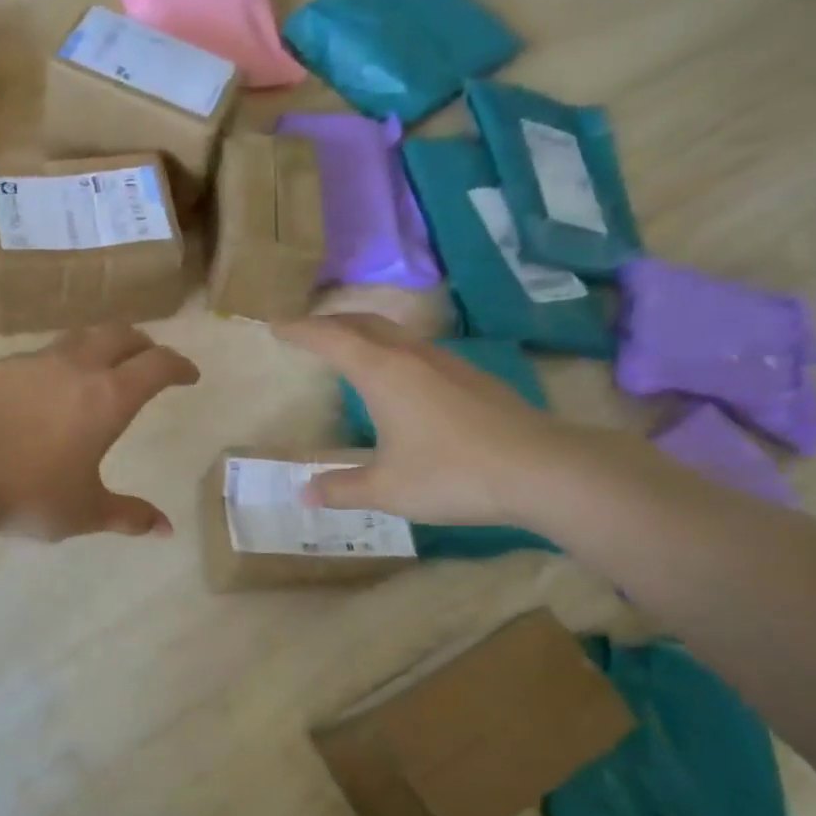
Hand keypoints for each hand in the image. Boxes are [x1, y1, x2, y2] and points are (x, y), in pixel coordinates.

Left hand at [0, 325, 199, 540]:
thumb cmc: (29, 494)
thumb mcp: (85, 511)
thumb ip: (129, 516)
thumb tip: (166, 529)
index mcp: (107, 398)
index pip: (157, 366)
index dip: (179, 366)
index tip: (189, 375)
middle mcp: (75, 367)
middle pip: (119, 335)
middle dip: (142, 344)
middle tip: (149, 361)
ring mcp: (32, 362)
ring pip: (77, 338)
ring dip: (99, 347)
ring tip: (99, 369)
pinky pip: (38, 356)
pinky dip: (57, 365)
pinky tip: (44, 391)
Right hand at [274, 314, 576, 526]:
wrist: (540, 469)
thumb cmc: (451, 475)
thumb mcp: (386, 489)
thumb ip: (341, 488)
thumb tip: (303, 493)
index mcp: (384, 374)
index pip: (331, 340)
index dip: (300, 331)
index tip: (275, 326)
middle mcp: (413, 357)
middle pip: (364, 324)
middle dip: (330, 322)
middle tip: (306, 330)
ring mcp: (447, 363)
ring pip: (395, 334)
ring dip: (364, 333)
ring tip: (347, 348)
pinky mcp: (472, 377)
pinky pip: (418, 350)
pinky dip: (391, 350)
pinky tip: (399, 378)